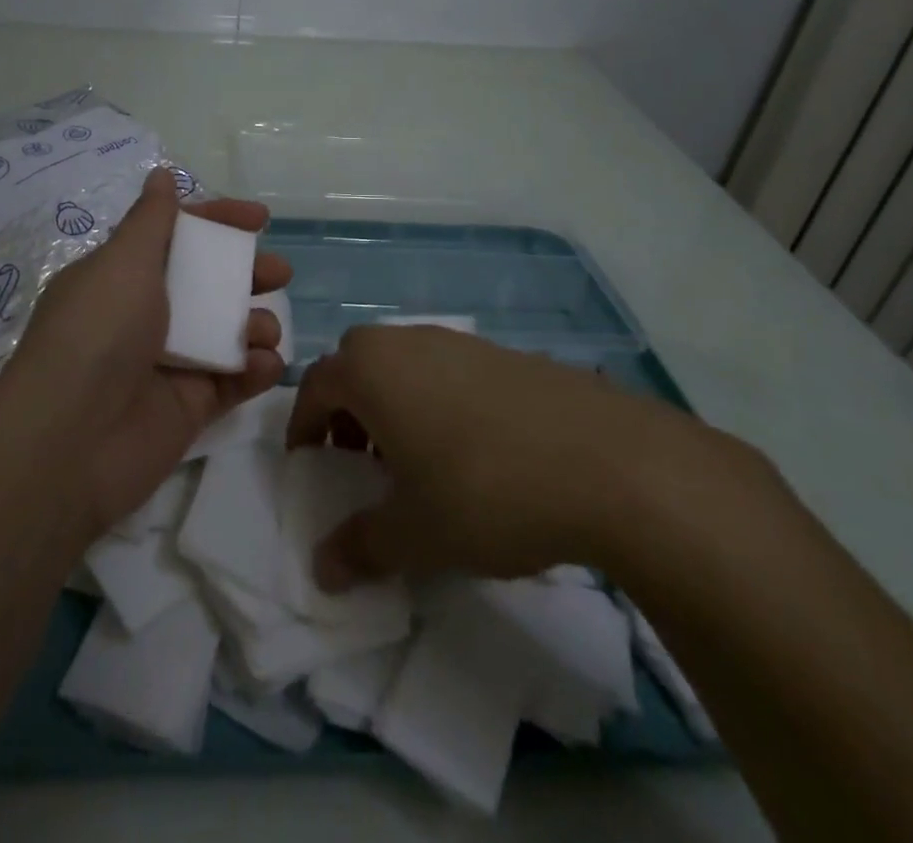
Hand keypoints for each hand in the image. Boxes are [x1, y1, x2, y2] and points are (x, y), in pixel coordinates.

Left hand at [0, 168, 292, 536]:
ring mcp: (170, 361)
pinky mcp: (189, 406)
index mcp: (124, 275)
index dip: (218, 221)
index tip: (260, 218)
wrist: (71, 441)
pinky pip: (232, 380)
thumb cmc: (98, 332)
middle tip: (278, 274)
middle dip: (248, 273)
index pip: (178, 236)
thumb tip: (160, 175)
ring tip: (263, 330)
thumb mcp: (123, 262)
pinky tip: (264, 365)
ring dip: (254, 323)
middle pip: (209, 282)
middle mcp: (146, 314)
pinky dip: (254, 370)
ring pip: (226, 330)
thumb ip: (151, 220)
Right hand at [287, 324, 740, 589]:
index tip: (309, 464)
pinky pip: (449, 370)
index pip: (315, 386)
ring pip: (404, 365)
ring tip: (417, 459)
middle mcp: (407, 342)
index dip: (304, 426)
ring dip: (394, 404)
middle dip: (348, 409)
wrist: (609, 463)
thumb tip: (321, 570)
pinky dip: (439, 400)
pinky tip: (475, 452)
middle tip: (360, 459)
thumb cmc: (485, 491)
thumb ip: (360, 547)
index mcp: (371, 370)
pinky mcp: (505, 354)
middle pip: (357, 364)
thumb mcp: (415, 534)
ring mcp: (460, 342)